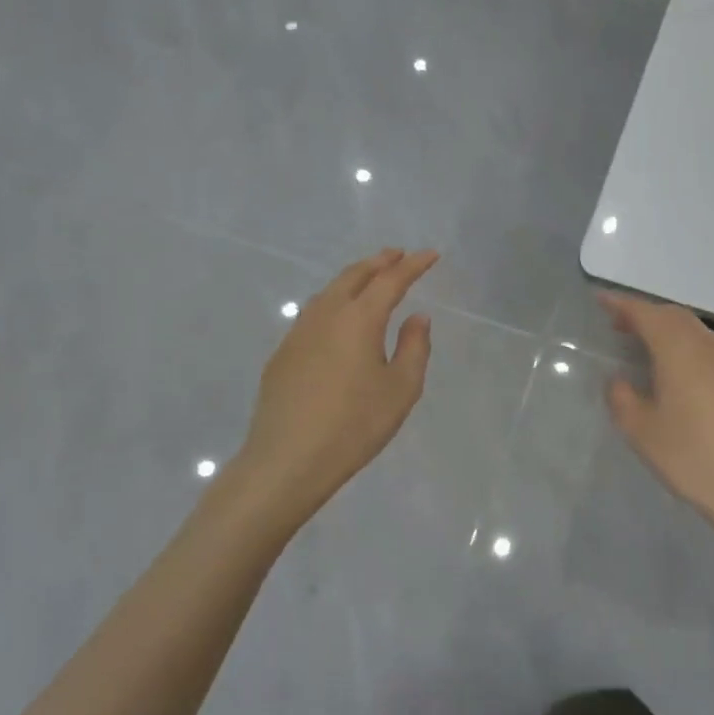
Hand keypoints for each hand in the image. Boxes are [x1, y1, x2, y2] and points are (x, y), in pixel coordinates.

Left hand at [226, 248, 438, 525]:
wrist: (288, 459)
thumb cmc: (355, 425)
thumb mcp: (400, 389)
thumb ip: (414, 347)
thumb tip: (417, 318)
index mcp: (359, 319)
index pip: (391, 280)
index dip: (413, 265)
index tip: (431, 255)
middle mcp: (326, 315)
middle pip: (354, 276)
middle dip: (379, 262)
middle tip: (398, 255)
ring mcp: (298, 333)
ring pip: (329, 291)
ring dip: (353, 279)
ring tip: (370, 279)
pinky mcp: (283, 354)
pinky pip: (313, 313)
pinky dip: (333, 302)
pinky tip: (338, 318)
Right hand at [602, 293, 713, 558]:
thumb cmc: (693, 459)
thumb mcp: (642, 433)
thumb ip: (623, 399)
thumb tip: (620, 381)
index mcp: (679, 352)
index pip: (647, 314)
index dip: (622, 304)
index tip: (602, 300)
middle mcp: (710, 348)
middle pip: (676, 318)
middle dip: (648, 316)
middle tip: (623, 326)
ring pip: (701, 335)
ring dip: (674, 335)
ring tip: (654, 352)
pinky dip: (697, 356)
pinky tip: (692, 383)